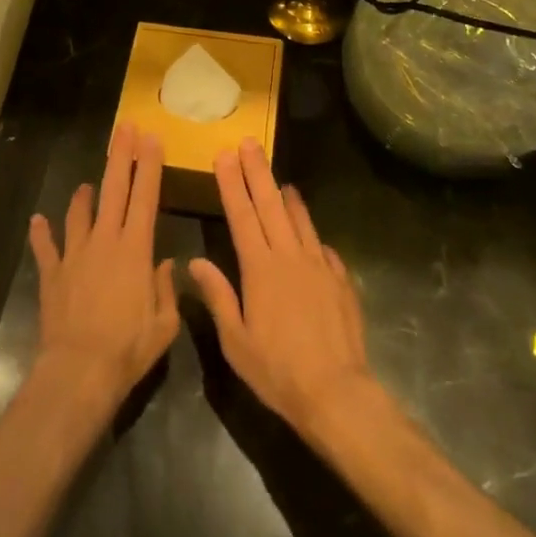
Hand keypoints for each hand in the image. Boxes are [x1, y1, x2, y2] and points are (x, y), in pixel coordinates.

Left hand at [28, 124, 179, 417]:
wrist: (79, 371)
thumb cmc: (128, 349)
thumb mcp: (164, 325)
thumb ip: (168, 289)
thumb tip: (166, 265)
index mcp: (136, 249)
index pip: (146, 196)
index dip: (149, 165)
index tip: (152, 138)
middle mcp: (105, 240)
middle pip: (114, 188)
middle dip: (121, 155)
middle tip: (125, 128)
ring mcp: (75, 254)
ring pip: (79, 212)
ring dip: (84, 195)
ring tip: (87, 185)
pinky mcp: (53, 273)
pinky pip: (46, 247)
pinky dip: (42, 233)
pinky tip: (38, 220)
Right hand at [189, 142, 375, 441]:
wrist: (337, 393)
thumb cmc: (278, 371)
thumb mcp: (236, 342)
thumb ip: (217, 297)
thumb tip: (195, 262)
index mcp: (260, 268)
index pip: (241, 214)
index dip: (231, 183)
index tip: (224, 155)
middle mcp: (289, 256)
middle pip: (271, 204)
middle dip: (257, 171)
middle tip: (249, 143)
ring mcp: (319, 265)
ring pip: (300, 220)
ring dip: (287, 196)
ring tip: (279, 178)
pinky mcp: (340, 280)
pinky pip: (323, 247)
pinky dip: (312, 232)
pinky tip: (310, 231)